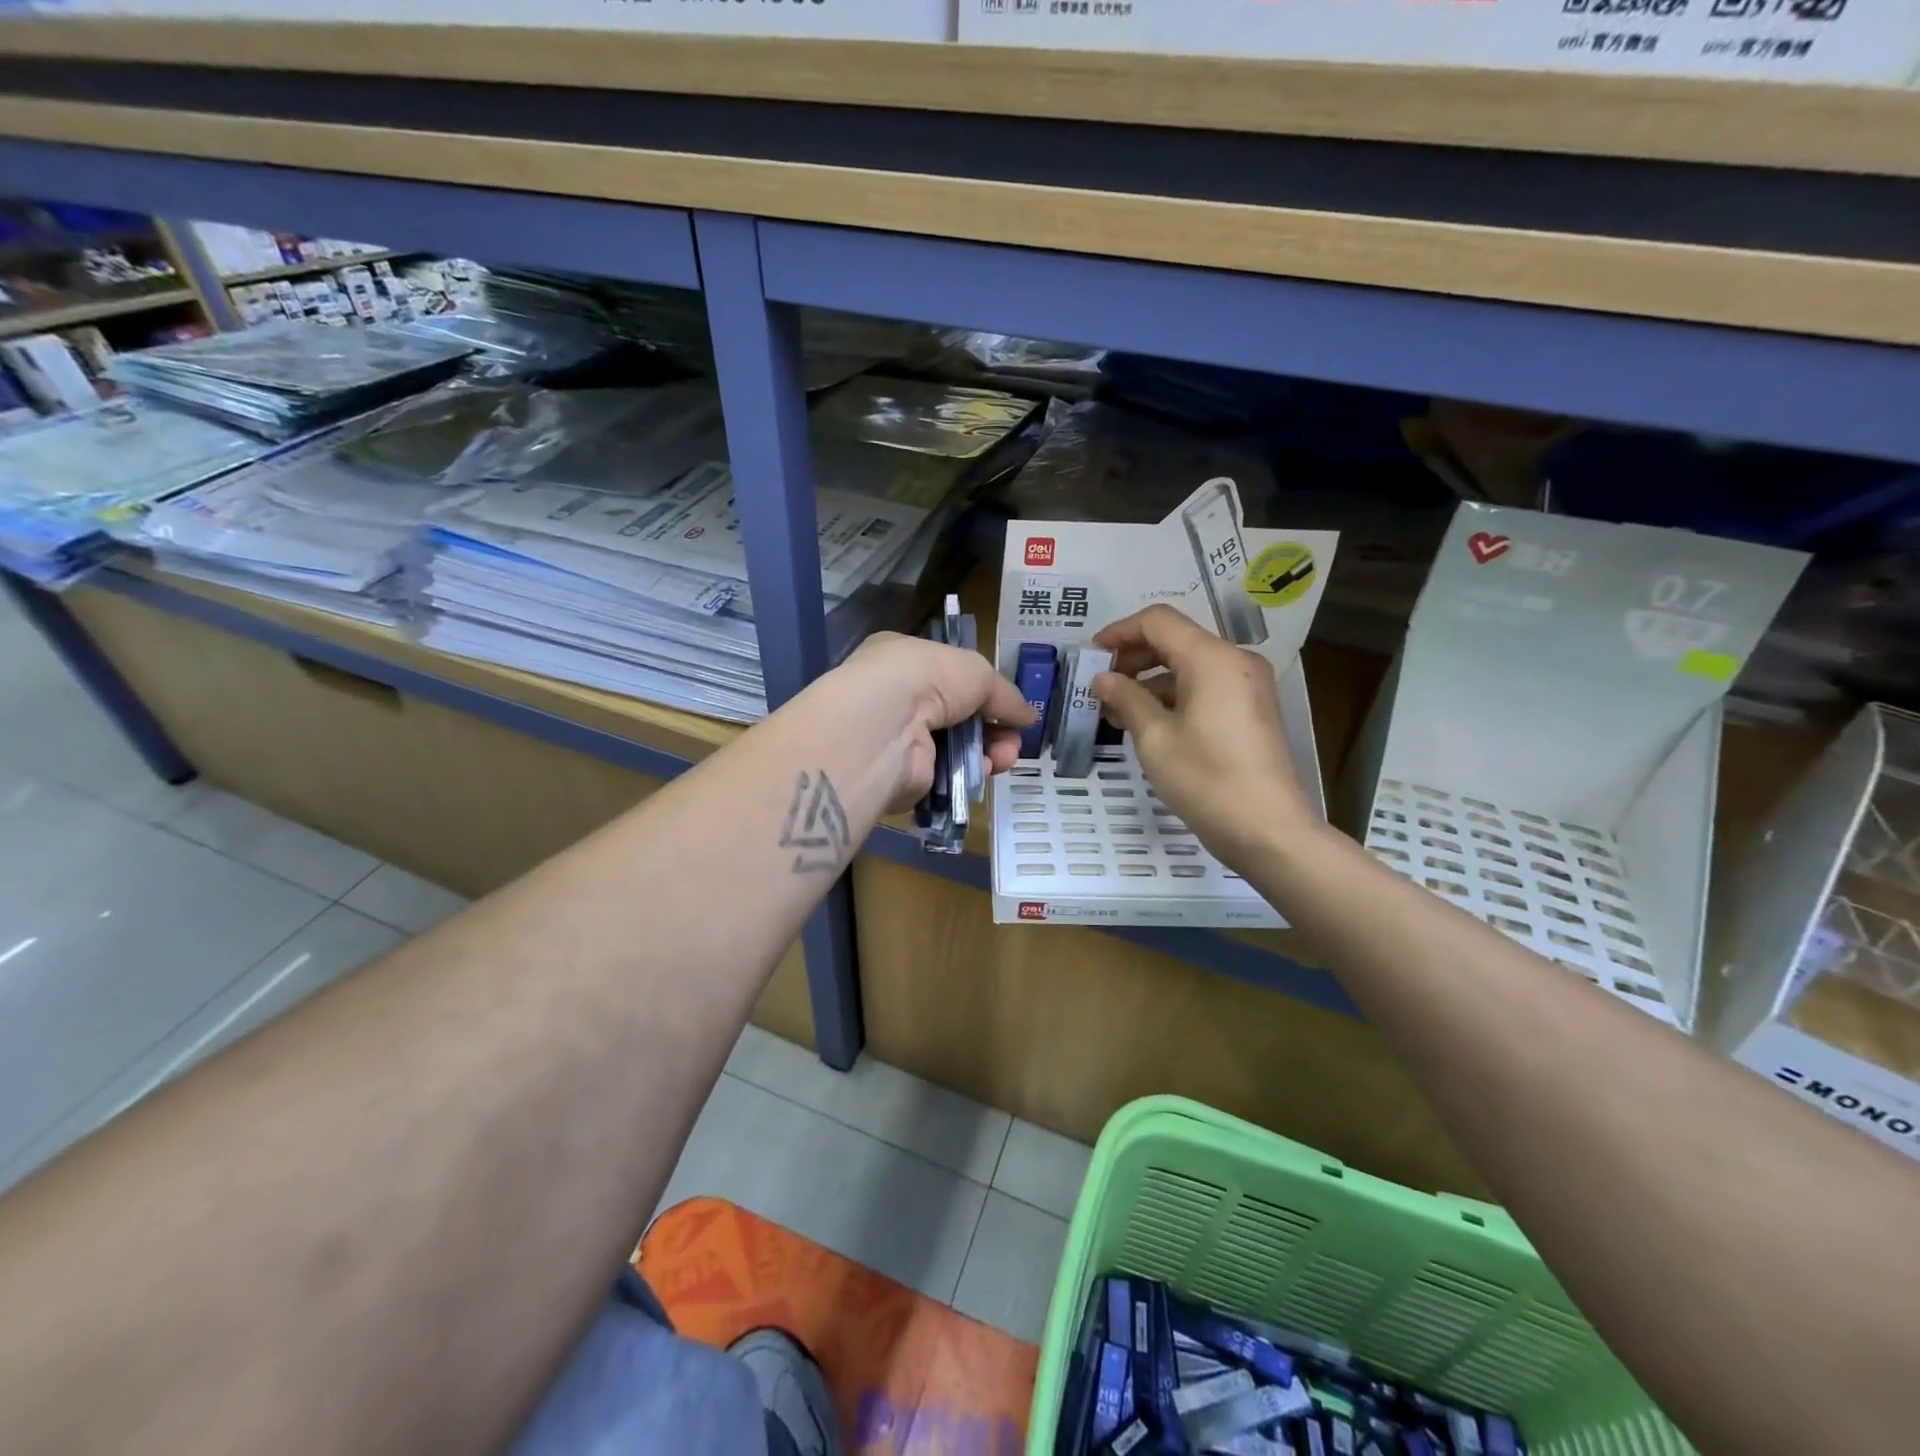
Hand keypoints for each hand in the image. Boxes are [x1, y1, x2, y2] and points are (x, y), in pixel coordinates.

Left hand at [829, 633, 1035, 814]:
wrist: (885, 727)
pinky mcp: (903, 776)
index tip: (1011, 709)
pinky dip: (969, 774)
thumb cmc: (927, 679)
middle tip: (1014, 741)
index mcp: (904, 661)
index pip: (949, 676)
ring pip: (956, 748)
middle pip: (958, 716)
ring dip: (988, 752)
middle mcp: (897, 699)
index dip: (983, 692)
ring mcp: (899, 739)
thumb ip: (1005, 695)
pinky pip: (946, 776)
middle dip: (994, 729)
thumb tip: (1029, 716)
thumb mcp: (977, 671)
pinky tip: (983, 771)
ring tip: (1004, 758)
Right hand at [1092, 605, 1317, 871]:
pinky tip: (1147, 723)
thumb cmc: (1205, 779)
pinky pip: (1206, 687)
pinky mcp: (1251, 709)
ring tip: (1116, 711)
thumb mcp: (1155, 738)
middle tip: (1100, 686)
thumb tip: (1102, 678)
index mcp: (1212, 658)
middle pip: (1175, 640)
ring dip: (1150, 681)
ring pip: (1189, 666)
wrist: (1267, 829)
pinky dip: (1174, 696)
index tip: (1091, 656)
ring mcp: (1247, 685)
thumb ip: (1126, 698)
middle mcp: (1235, 661)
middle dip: (1133, 658)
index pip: (1158, 621)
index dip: (1119, 632)